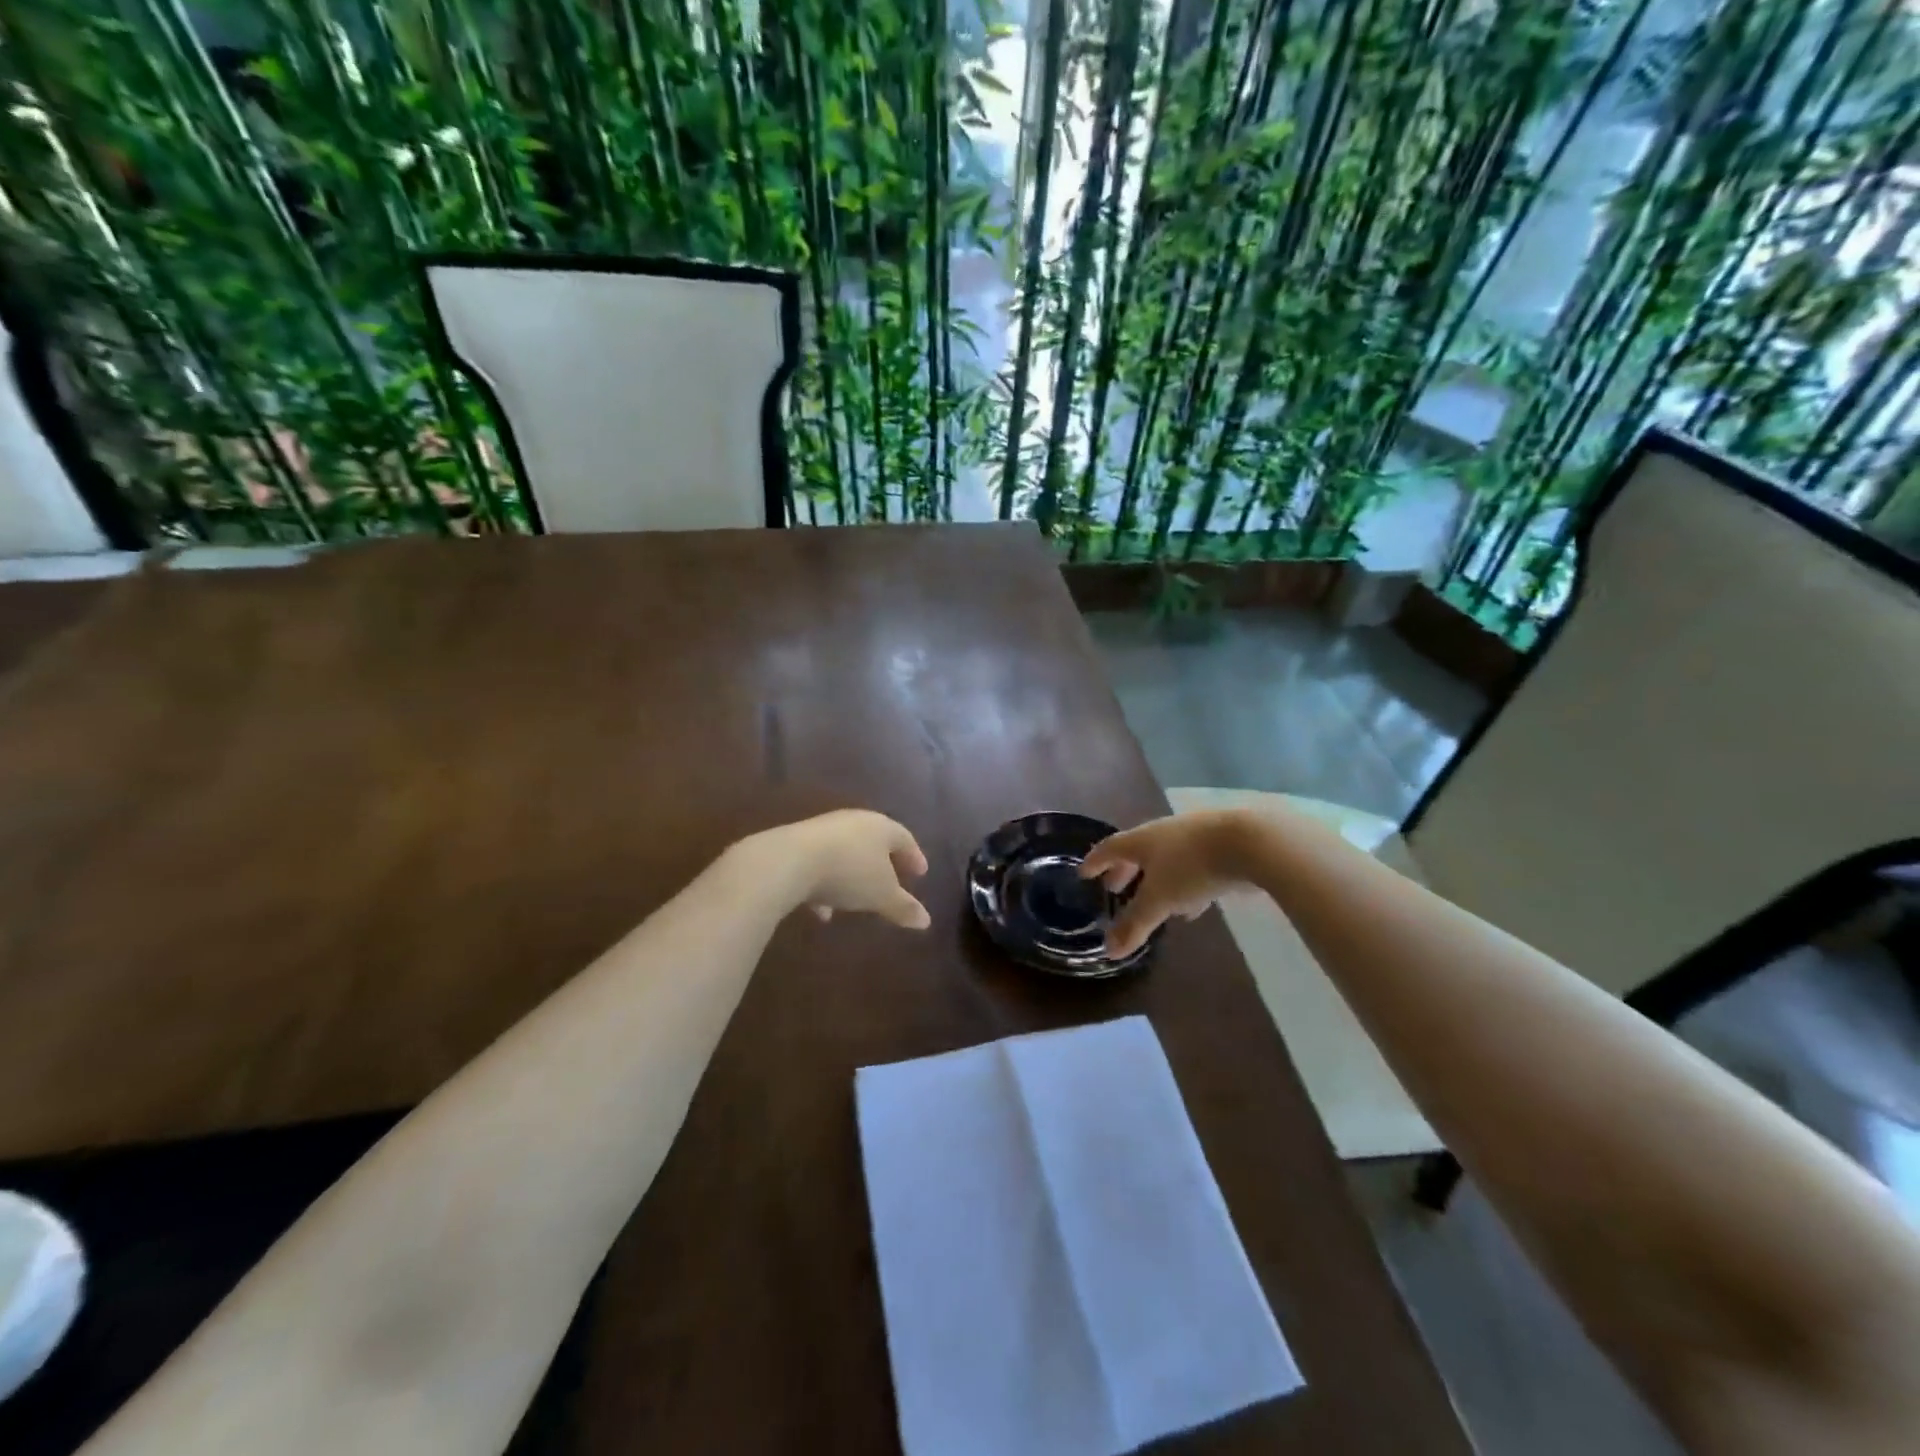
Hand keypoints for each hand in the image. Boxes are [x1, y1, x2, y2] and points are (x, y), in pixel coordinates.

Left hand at [740, 810, 931, 929]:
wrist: (788, 861)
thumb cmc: (848, 873)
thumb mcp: (881, 896)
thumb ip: (903, 907)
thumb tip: (926, 921)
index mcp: (881, 827)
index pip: (904, 838)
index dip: (914, 856)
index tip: (921, 874)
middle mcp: (853, 822)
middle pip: (874, 841)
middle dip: (884, 864)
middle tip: (893, 881)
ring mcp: (823, 830)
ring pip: (845, 853)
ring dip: (853, 876)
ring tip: (856, 901)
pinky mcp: (797, 843)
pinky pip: (820, 864)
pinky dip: (826, 884)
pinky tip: (822, 910)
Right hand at [1078, 809, 1252, 957]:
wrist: (1251, 842)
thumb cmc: (1192, 866)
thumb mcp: (1160, 900)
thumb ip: (1135, 924)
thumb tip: (1109, 950)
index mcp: (1142, 840)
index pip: (1110, 848)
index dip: (1096, 862)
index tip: (1084, 873)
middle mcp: (1164, 833)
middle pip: (1137, 851)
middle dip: (1125, 870)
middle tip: (1114, 888)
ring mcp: (1194, 837)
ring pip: (1167, 859)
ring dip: (1156, 878)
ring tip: (1153, 900)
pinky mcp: (1221, 847)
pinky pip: (1193, 866)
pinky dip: (1185, 884)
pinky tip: (1194, 905)